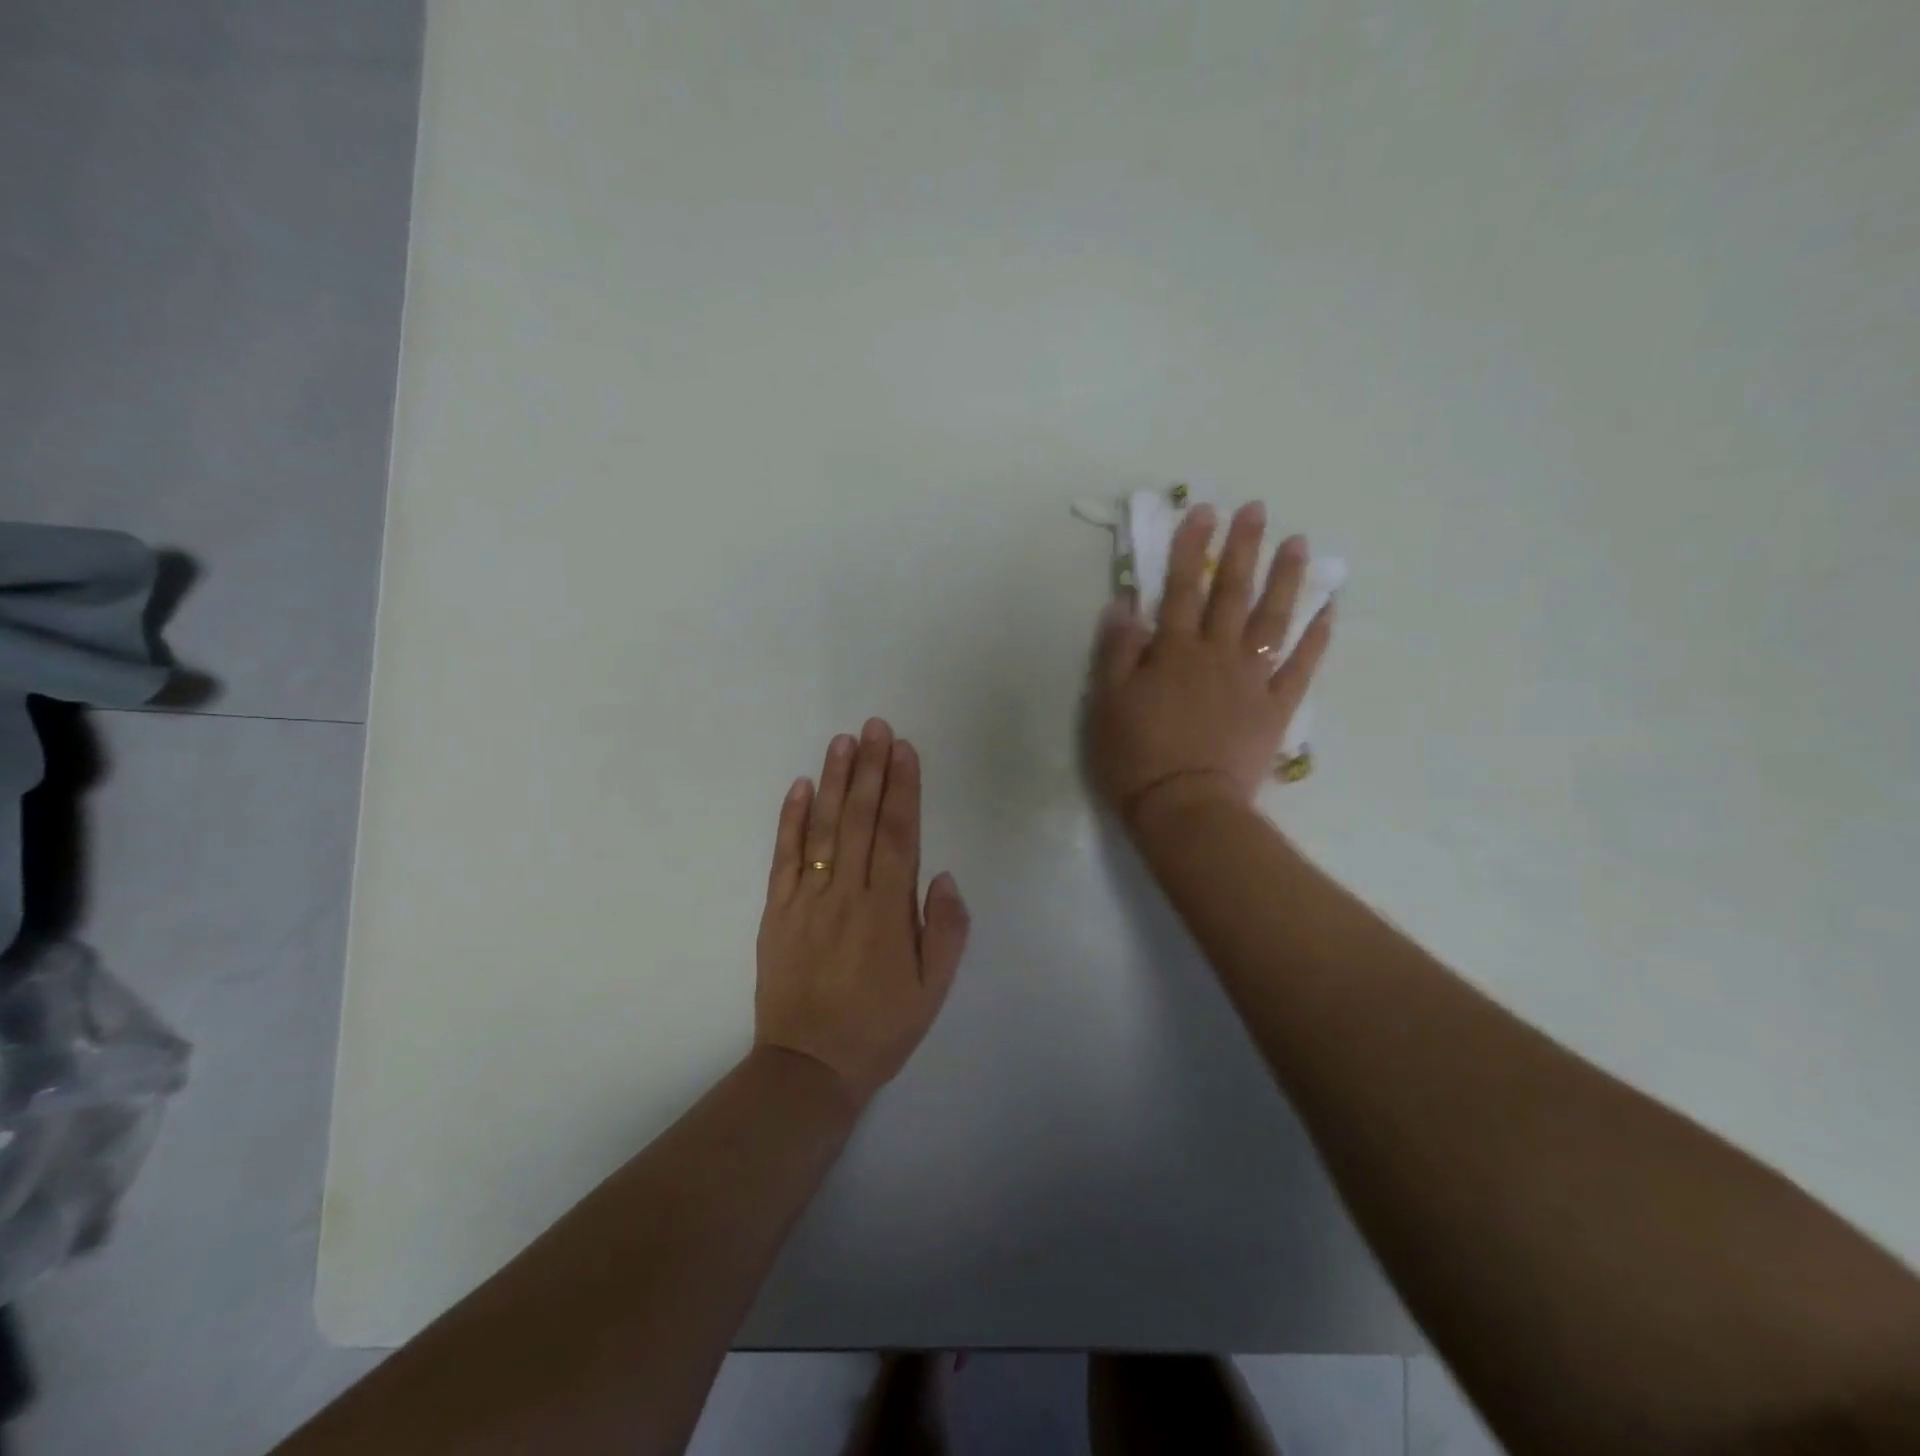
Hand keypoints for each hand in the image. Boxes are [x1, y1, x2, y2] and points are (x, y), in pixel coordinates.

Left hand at [755, 719, 970, 1108]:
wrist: (808, 1067)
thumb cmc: (880, 1029)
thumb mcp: (933, 991)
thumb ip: (946, 931)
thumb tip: (943, 875)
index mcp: (887, 911)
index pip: (897, 834)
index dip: (902, 788)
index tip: (904, 749)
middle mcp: (847, 894)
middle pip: (859, 819)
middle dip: (870, 769)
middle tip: (874, 726)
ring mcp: (806, 900)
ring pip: (821, 829)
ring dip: (833, 781)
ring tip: (843, 741)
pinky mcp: (776, 912)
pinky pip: (782, 858)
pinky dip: (789, 820)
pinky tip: (798, 787)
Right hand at [1085, 502, 1333, 829]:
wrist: (1186, 807)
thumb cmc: (1136, 757)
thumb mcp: (1107, 704)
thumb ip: (1117, 651)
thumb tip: (1124, 604)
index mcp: (1174, 652)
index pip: (1180, 589)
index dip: (1189, 549)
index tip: (1202, 513)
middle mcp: (1218, 654)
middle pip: (1232, 593)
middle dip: (1241, 549)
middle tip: (1256, 511)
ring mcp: (1253, 679)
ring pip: (1273, 618)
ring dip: (1286, 578)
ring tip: (1298, 543)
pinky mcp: (1277, 707)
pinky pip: (1302, 664)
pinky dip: (1318, 635)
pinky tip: (1329, 608)